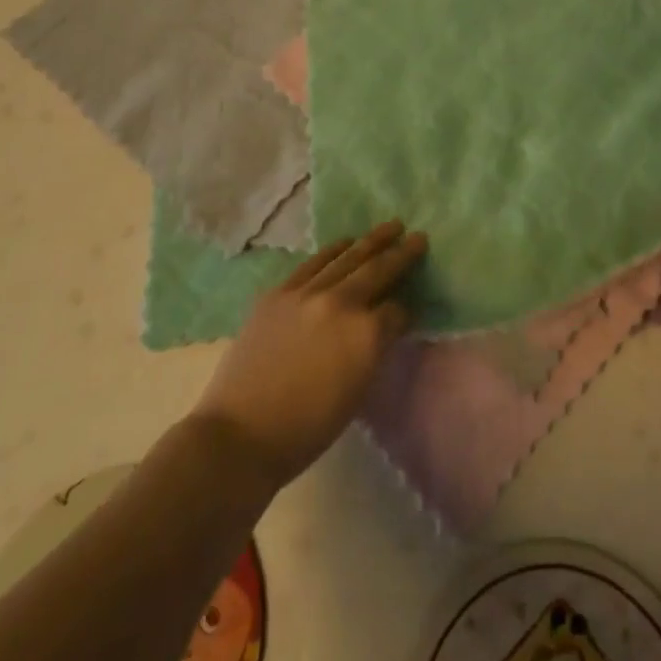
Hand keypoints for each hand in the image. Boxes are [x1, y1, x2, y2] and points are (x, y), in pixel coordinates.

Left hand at [191, 222, 426, 489]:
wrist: (241, 434)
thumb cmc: (307, 428)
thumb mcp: (357, 392)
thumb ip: (375, 350)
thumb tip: (383, 326)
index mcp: (367, 334)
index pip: (397, 311)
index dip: (406, 311)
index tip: (409, 309)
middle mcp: (341, 303)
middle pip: (378, 270)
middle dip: (402, 253)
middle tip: (419, 236)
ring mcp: (308, 292)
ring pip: (348, 257)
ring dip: (371, 241)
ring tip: (390, 227)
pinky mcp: (280, 292)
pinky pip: (314, 263)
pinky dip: (334, 250)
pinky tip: (346, 242)